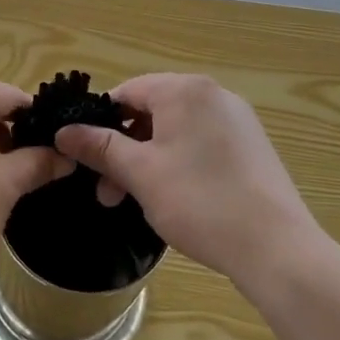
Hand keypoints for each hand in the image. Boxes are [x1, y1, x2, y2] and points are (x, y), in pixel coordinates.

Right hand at [54, 74, 319, 288]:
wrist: (277, 248)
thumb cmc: (199, 202)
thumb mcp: (140, 174)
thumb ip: (100, 147)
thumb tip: (63, 131)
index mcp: (184, 90)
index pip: (126, 92)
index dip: (100, 124)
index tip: (88, 160)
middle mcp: (213, 94)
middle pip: (151, 112)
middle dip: (124, 150)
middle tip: (108, 192)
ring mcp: (237, 120)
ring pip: (175, 131)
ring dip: (148, 161)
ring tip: (137, 202)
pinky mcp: (252, 146)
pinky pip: (201, 144)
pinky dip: (179, 164)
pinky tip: (175, 199)